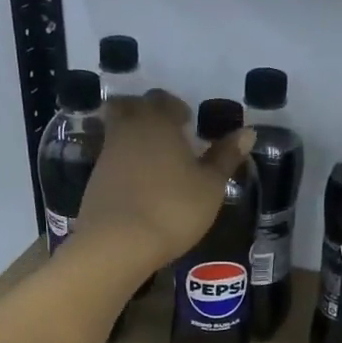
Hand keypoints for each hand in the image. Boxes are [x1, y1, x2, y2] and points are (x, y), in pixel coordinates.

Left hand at [74, 90, 252, 266]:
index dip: (176, 108)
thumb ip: (226, 157)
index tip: (188, 124)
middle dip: (147, 113)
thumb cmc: (173, 209)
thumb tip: (247, 131)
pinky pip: (110, 159)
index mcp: (158, 121)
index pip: (163, 99)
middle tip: (166, 134)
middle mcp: (128, 129)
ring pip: (117, 131)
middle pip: (130, 106)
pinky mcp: (94, 180)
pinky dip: (123, 163)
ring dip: (133, 137)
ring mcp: (106, 154)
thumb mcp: (210, 186)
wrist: (117, 243)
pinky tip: (138, 184)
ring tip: (154, 161)